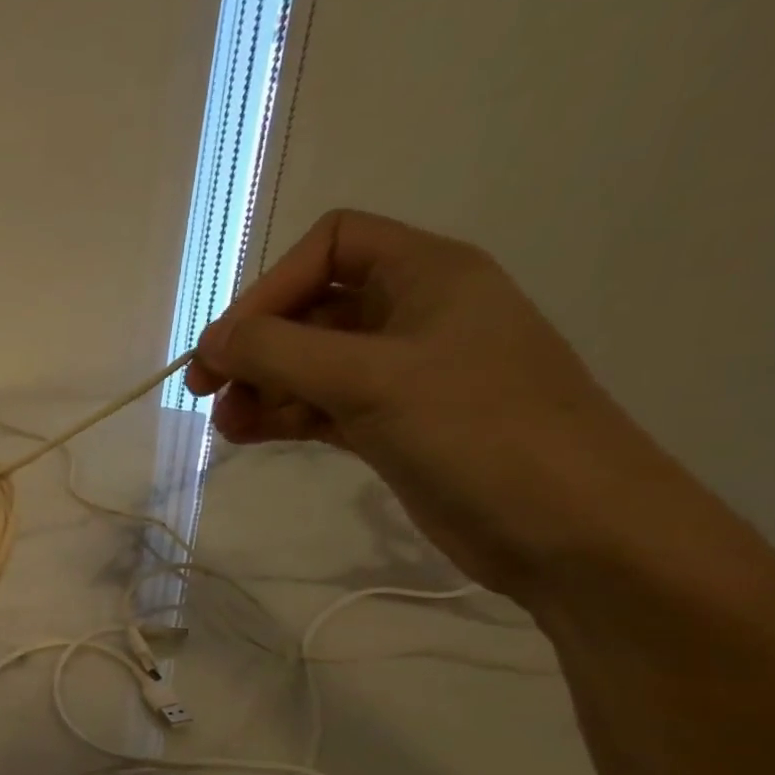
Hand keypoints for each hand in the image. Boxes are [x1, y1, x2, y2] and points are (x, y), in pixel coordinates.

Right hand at [186, 208, 669, 598]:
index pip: (329, 246)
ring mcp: (403, 373)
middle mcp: (413, 313)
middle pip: (310, 307)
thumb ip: (280, 352)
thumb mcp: (371, 379)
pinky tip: (249, 435)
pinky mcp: (393, 424)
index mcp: (426, 274)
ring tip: (226, 424)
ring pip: (310, 363)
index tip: (228, 344)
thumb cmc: (478, 432)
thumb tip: (210, 341)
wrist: (570, 529)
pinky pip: (321, 405)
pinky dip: (283, 415)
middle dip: (255, 345)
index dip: (270, 287)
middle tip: (204, 390)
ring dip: (262, 386)